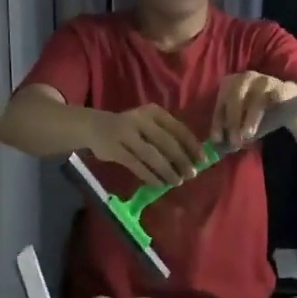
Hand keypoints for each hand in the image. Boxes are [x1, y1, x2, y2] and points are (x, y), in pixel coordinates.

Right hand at [85, 104, 202, 187]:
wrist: (94, 127)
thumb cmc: (130, 128)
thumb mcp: (148, 124)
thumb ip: (166, 136)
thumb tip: (191, 159)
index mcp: (154, 112)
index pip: (178, 129)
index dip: (192, 145)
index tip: (202, 160)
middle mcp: (141, 120)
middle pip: (167, 143)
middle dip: (181, 160)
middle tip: (191, 174)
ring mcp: (126, 134)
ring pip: (152, 156)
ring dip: (167, 171)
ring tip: (177, 182)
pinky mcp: (115, 150)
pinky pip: (137, 166)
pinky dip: (150, 176)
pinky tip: (159, 184)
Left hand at [212, 71, 293, 146]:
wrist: (286, 101)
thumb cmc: (256, 112)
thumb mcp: (241, 121)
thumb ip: (232, 131)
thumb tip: (222, 146)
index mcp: (230, 84)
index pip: (221, 103)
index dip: (218, 122)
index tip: (217, 140)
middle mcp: (244, 78)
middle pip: (235, 97)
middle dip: (233, 121)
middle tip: (234, 141)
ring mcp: (263, 81)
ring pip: (255, 100)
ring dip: (250, 119)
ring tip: (248, 135)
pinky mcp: (281, 87)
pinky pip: (273, 100)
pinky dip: (270, 113)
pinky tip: (268, 125)